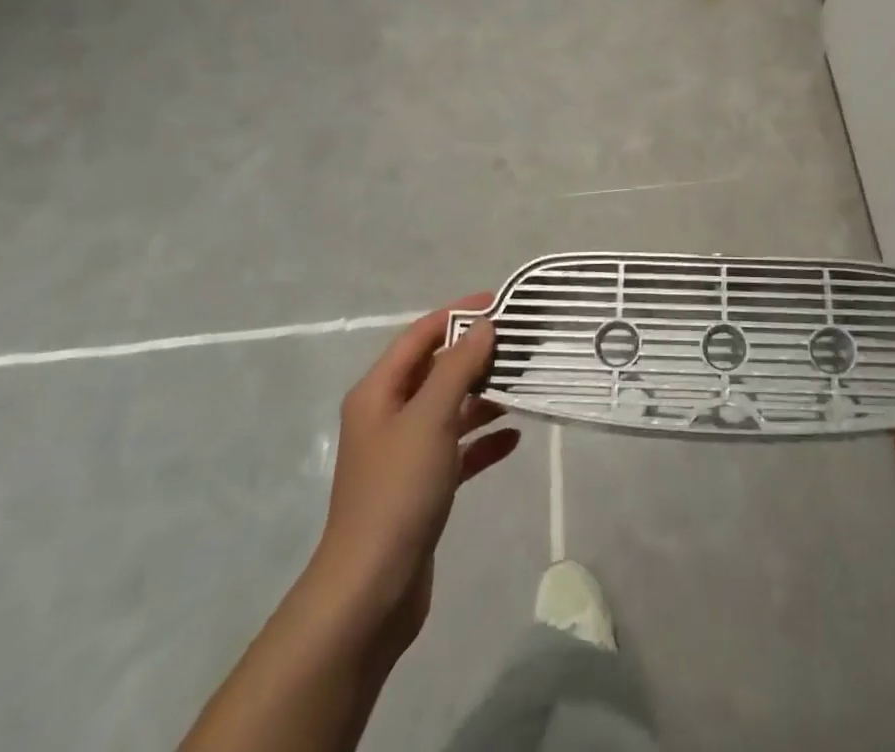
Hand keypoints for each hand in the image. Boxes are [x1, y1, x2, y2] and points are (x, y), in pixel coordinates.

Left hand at [308, 296, 519, 668]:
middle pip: (436, 370)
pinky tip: (514, 438)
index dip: (457, 314)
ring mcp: (405, 453)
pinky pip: (457, 449)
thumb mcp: (430, 419)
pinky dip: (482, 440)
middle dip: (475, 355)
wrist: (370, 591)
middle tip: (520, 343)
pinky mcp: (422, 486)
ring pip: (449, 409)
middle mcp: (388, 416)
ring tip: (524, 384)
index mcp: (379, 392)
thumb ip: (458, 368)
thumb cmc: (397, 491)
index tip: (499, 302)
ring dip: (483, 397)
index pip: (420, 335)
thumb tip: (484, 326)